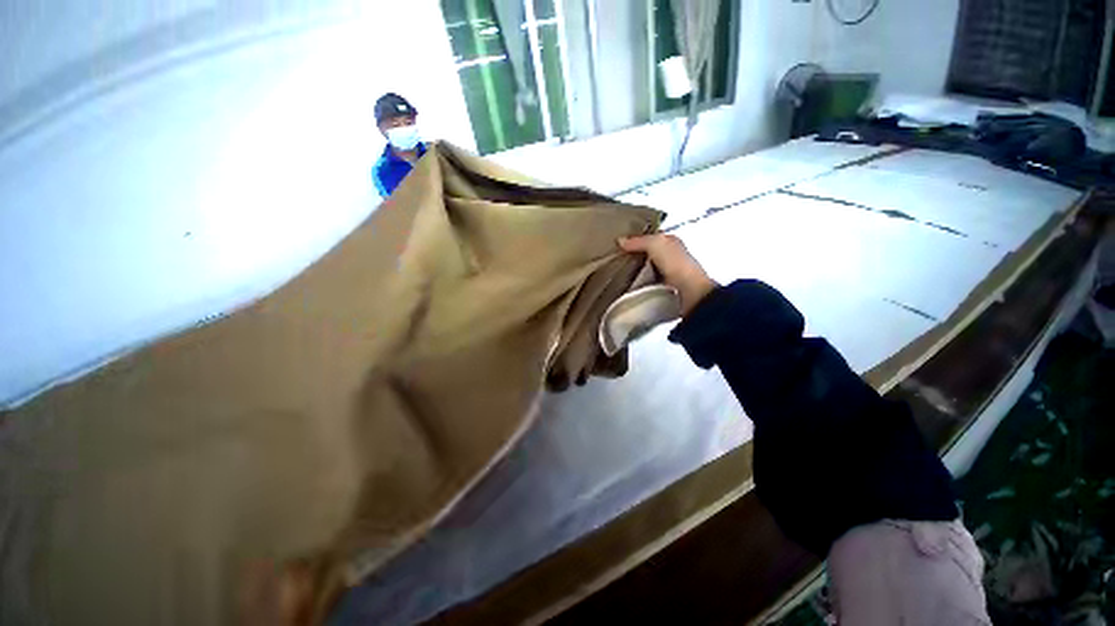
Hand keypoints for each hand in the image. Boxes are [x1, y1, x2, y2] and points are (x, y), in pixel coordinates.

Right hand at [619, 234, 717, 316]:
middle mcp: (669, 256)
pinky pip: (644, 282)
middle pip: (645, 253)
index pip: (650, 236)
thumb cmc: (675, 263)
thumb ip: (639, 241)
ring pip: (643, 268)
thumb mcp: (656, 244)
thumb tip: (620, 241)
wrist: (688, 291)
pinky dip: (636, 282)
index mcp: (670, 241)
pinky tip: (625, 283)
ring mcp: (665, 273)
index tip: (618, 242)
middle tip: (613, 257)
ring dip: (632, 270)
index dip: (635, 237)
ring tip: (614, 271)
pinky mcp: (661, 287)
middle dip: (631, 255)